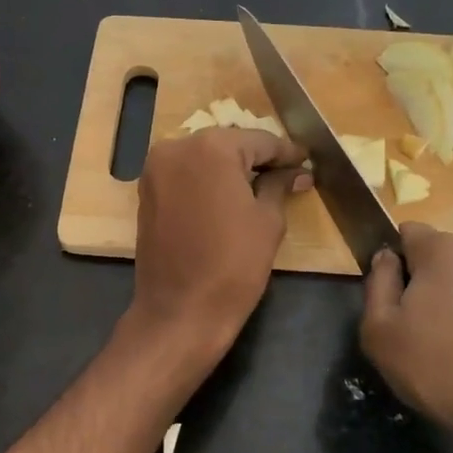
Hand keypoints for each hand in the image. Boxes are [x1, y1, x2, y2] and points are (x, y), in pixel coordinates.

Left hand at [126, 127, 308, 358]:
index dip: (286, 153)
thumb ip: (279, 186)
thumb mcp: (267, 221)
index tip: (306, 161)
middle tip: (287, 173)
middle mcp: (178, 147)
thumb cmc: (233, 264)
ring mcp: (156, 169)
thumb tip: (296, 173)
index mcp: (212, 147)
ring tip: (261, 185)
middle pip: (229, 144)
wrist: (180, 311)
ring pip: (204, 157)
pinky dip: (207, 181)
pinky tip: (229, 196)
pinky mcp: (146, 192)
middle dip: (257, 158)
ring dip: (230, 168)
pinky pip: (185, 175)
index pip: (260, 141)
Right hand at [360, 223, 452, 452]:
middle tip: (414, 338)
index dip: (393, 259)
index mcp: (443, 251)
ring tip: (452, 364)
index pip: (408, 232)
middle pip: (442, 265)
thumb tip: (386, 259)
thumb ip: (377, 286)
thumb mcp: (381, 333)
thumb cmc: (444, 366)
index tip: (388, 298)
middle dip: (426, 292)